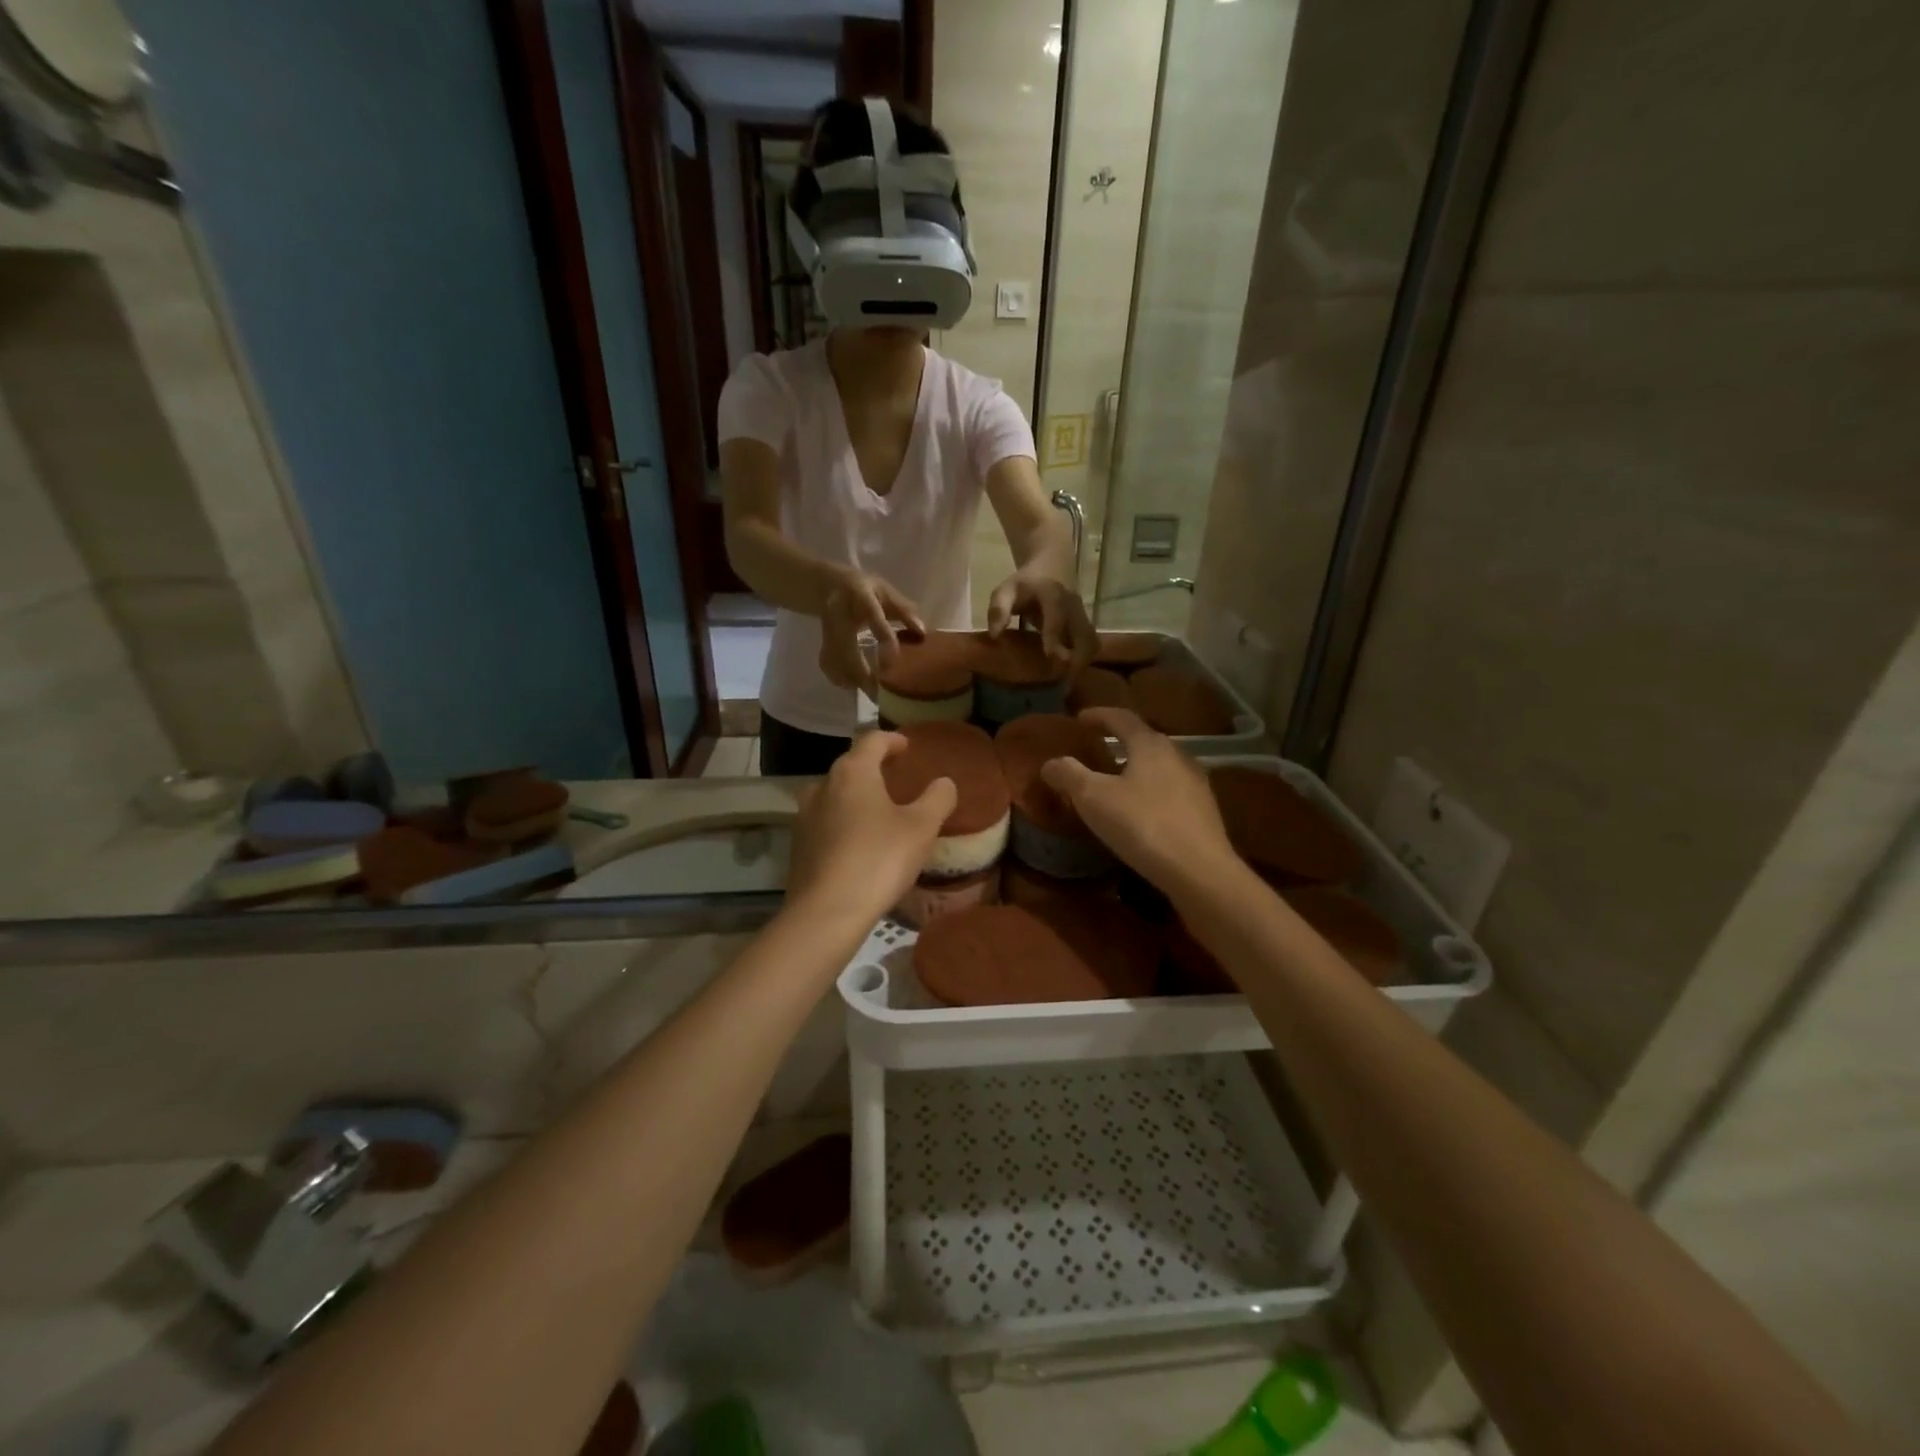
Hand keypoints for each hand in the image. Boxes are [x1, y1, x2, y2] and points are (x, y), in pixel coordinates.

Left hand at [786, 730, 956, 926]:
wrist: (826, 912)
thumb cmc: (879, 859)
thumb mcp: (921, 828)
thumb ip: (937, 799)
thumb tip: (944, 782)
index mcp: (853, 772)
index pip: (872, 740)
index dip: (892, 739)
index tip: (907, 747)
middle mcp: (823, 785)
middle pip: (851, 766)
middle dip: (874, 768)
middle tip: (897, 779)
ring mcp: (805, 815)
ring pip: (835, 795)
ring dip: (856, 797)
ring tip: (878, 812)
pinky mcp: (798, 845)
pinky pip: (825, 822)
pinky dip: (844, 823)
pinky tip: (859, 843)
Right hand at [820, 571, 925, 696]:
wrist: (828, 585)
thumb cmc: (866, 589)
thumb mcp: (886, 592)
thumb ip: (904, 610)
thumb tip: (922, 632)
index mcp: (859, 594)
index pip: (871, 614)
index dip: (882, 634)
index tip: (893, 657)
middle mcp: (839, 613)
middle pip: (846, 645)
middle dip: (862, 671)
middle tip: (880, 692)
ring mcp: (827, 629)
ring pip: (835, 659)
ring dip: (852, 679)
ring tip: (872, 694)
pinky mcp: (822, 642)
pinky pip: (829, 665)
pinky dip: (841, 679)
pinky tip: (855, 687)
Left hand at [985, 571, 1095, 672]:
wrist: (1053, 563)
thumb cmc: (1025, 582)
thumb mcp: (1006, 589)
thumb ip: (998, 609)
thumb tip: (995, 635)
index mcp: (1053, 594)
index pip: (1057, 614)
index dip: (1055, 634)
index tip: (1051, 655)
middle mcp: (1072, 606)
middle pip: (1084, 633)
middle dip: (1077, 657)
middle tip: (1063, 679)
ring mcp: (1082, 615)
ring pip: (1091, 641)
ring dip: (1082, 661)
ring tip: (1067, 681)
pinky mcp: (1085, 624)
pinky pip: (1090, 644)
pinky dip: (1083, 659)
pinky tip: (1069, 673)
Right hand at [1039, 708, 1238, 892]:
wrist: (1200, 871)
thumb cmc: (1142, 825)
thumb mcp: (1094, 799)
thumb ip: (1069, 775)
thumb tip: (1050, 763)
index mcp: (1150, 745)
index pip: (1121, 718)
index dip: (1098, 715)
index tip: (1080, 718)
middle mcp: (1178, 755)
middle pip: (1144, 739)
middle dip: (1118, 740)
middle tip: (1095, 748)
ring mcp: (1196, 783)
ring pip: (1159, 765)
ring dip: (1136, 767)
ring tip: (1116, 780)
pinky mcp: (1204, 811)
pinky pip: (1170, 790)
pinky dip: (1150, 790)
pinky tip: (1141, 810)